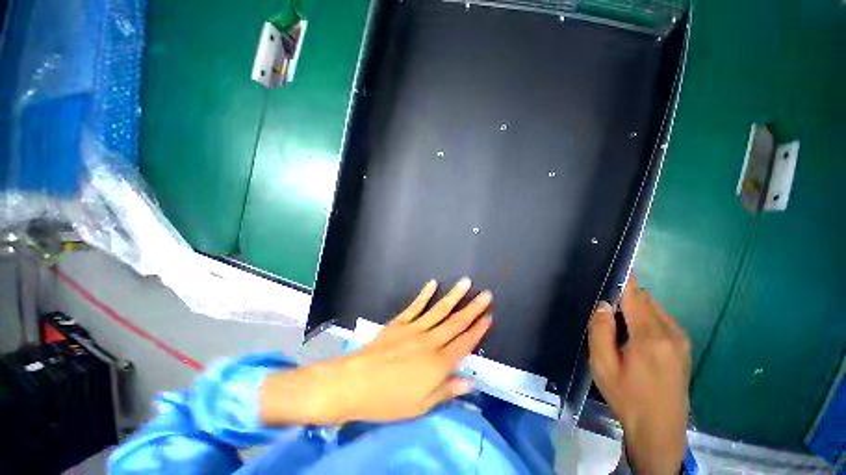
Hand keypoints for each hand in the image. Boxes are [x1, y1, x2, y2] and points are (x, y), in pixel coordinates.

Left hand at [260, 278, 491, 424]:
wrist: (355, 383)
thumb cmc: (389, 400)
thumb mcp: (421, 406)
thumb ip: (447, 390)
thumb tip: (470, 381)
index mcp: (437, 363)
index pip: (464, 343)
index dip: (478, 329)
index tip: (489, 316)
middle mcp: (429, 341)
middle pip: (456, 322)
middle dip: (473, 308)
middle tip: (486, 294)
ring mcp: (413, 329)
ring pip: (439, 309)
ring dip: (454, 295)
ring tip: (466, 282)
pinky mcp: (399, 322)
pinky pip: (415, 306)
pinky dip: (424, 294)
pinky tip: (433, 283)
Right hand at [588, 275, 690, 474]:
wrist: (660, 431)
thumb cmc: (627, 398)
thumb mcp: (603, 366)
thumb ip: (600, 331)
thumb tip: (603, 304)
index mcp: (650, 337)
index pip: (635, 296)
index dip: (625, 279)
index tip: (618, 264)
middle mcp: (671, 333)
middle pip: (646, 300)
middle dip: (625, 300)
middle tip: (606, 315)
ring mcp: (682, 341)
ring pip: (655, 310)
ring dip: (636, 311)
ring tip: (620, 331)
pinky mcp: (684, 348)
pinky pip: (663, 321)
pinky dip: (647, 320)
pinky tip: (636, 341)